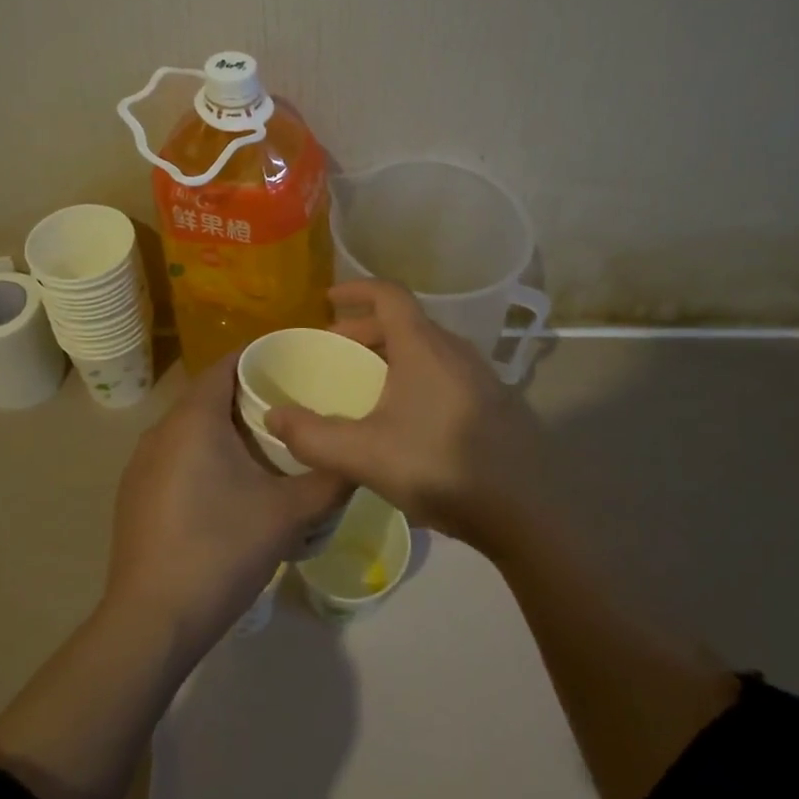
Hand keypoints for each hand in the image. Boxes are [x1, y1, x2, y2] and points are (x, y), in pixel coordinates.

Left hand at [103, 354, 350, 649]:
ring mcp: (141, 466)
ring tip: (269, 446)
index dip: (261, 357)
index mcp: (194, 420)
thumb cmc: (222, 550)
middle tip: (294, 408)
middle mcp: (160, 431)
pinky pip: (176, 457)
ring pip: (191, 429)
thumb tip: (358, 460)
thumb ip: (330, 479)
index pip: (226, 365)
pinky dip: (205, 456)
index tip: (297, 364)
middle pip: (209, 396)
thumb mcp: (290, 513)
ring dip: (227, 430)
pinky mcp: (135, 497)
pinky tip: (231, 487)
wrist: (153, 622)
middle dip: (250, 397)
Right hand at [266, 280, 545, 548]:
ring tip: (367, 383)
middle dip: (365, 328)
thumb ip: (313, 436)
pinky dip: (417, 374)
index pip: (389, 295)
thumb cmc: (439, 466)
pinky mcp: (495, 402)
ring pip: (428, 348)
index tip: (328, 299)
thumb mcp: (365, 455)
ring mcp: (481, 375)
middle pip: (406, 322)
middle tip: (336, 350)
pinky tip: (408, 416)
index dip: (356, 290)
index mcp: (424, 346)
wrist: (525, 508)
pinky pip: (446, 371)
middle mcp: (455, 349)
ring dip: (393, 354)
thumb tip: (273, 417)